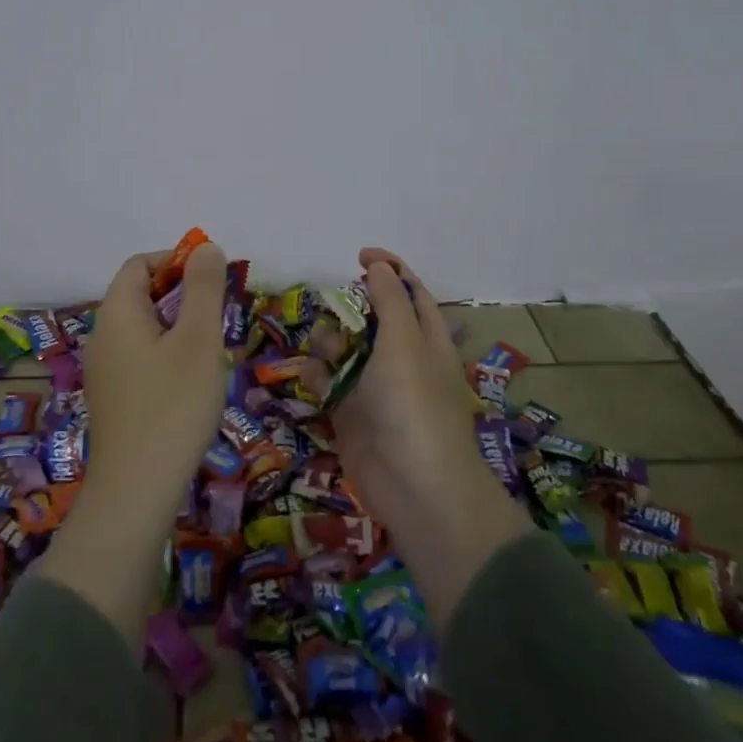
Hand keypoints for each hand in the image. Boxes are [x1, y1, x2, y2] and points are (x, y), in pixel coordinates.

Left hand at [82, 241, 229, 491]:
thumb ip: (204, 288)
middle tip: (217, 316)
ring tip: (209, 351)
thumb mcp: (198, 339)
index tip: (212, 279)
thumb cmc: (173, 405)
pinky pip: (140, 358)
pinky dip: (166, 355)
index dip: (175, 260)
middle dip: (181, 295)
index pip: (139, 264)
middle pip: (139, 295)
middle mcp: (102, 336)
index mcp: (117, 313)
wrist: (136, 490)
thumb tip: (206, 248)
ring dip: (177, 327)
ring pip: (143, 329)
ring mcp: (103, 371)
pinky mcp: (112, 400)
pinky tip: (190, 384)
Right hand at [333, 247, 532, 625]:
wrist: (413, 486)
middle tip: (337, 312)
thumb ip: (390, 300)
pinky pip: (328, 382)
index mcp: (427, 339)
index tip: (360, 255)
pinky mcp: (349, 413)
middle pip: (371, 318)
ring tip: (328, 352)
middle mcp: (401, 359)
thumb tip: (379, 266)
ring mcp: (374, 387)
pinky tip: (315, 378)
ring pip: (344, 348)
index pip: (411, 293)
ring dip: (330, 342)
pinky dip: (319, 375)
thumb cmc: (414, 404)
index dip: (390, 270)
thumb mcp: (405, 342)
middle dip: (350, 309)